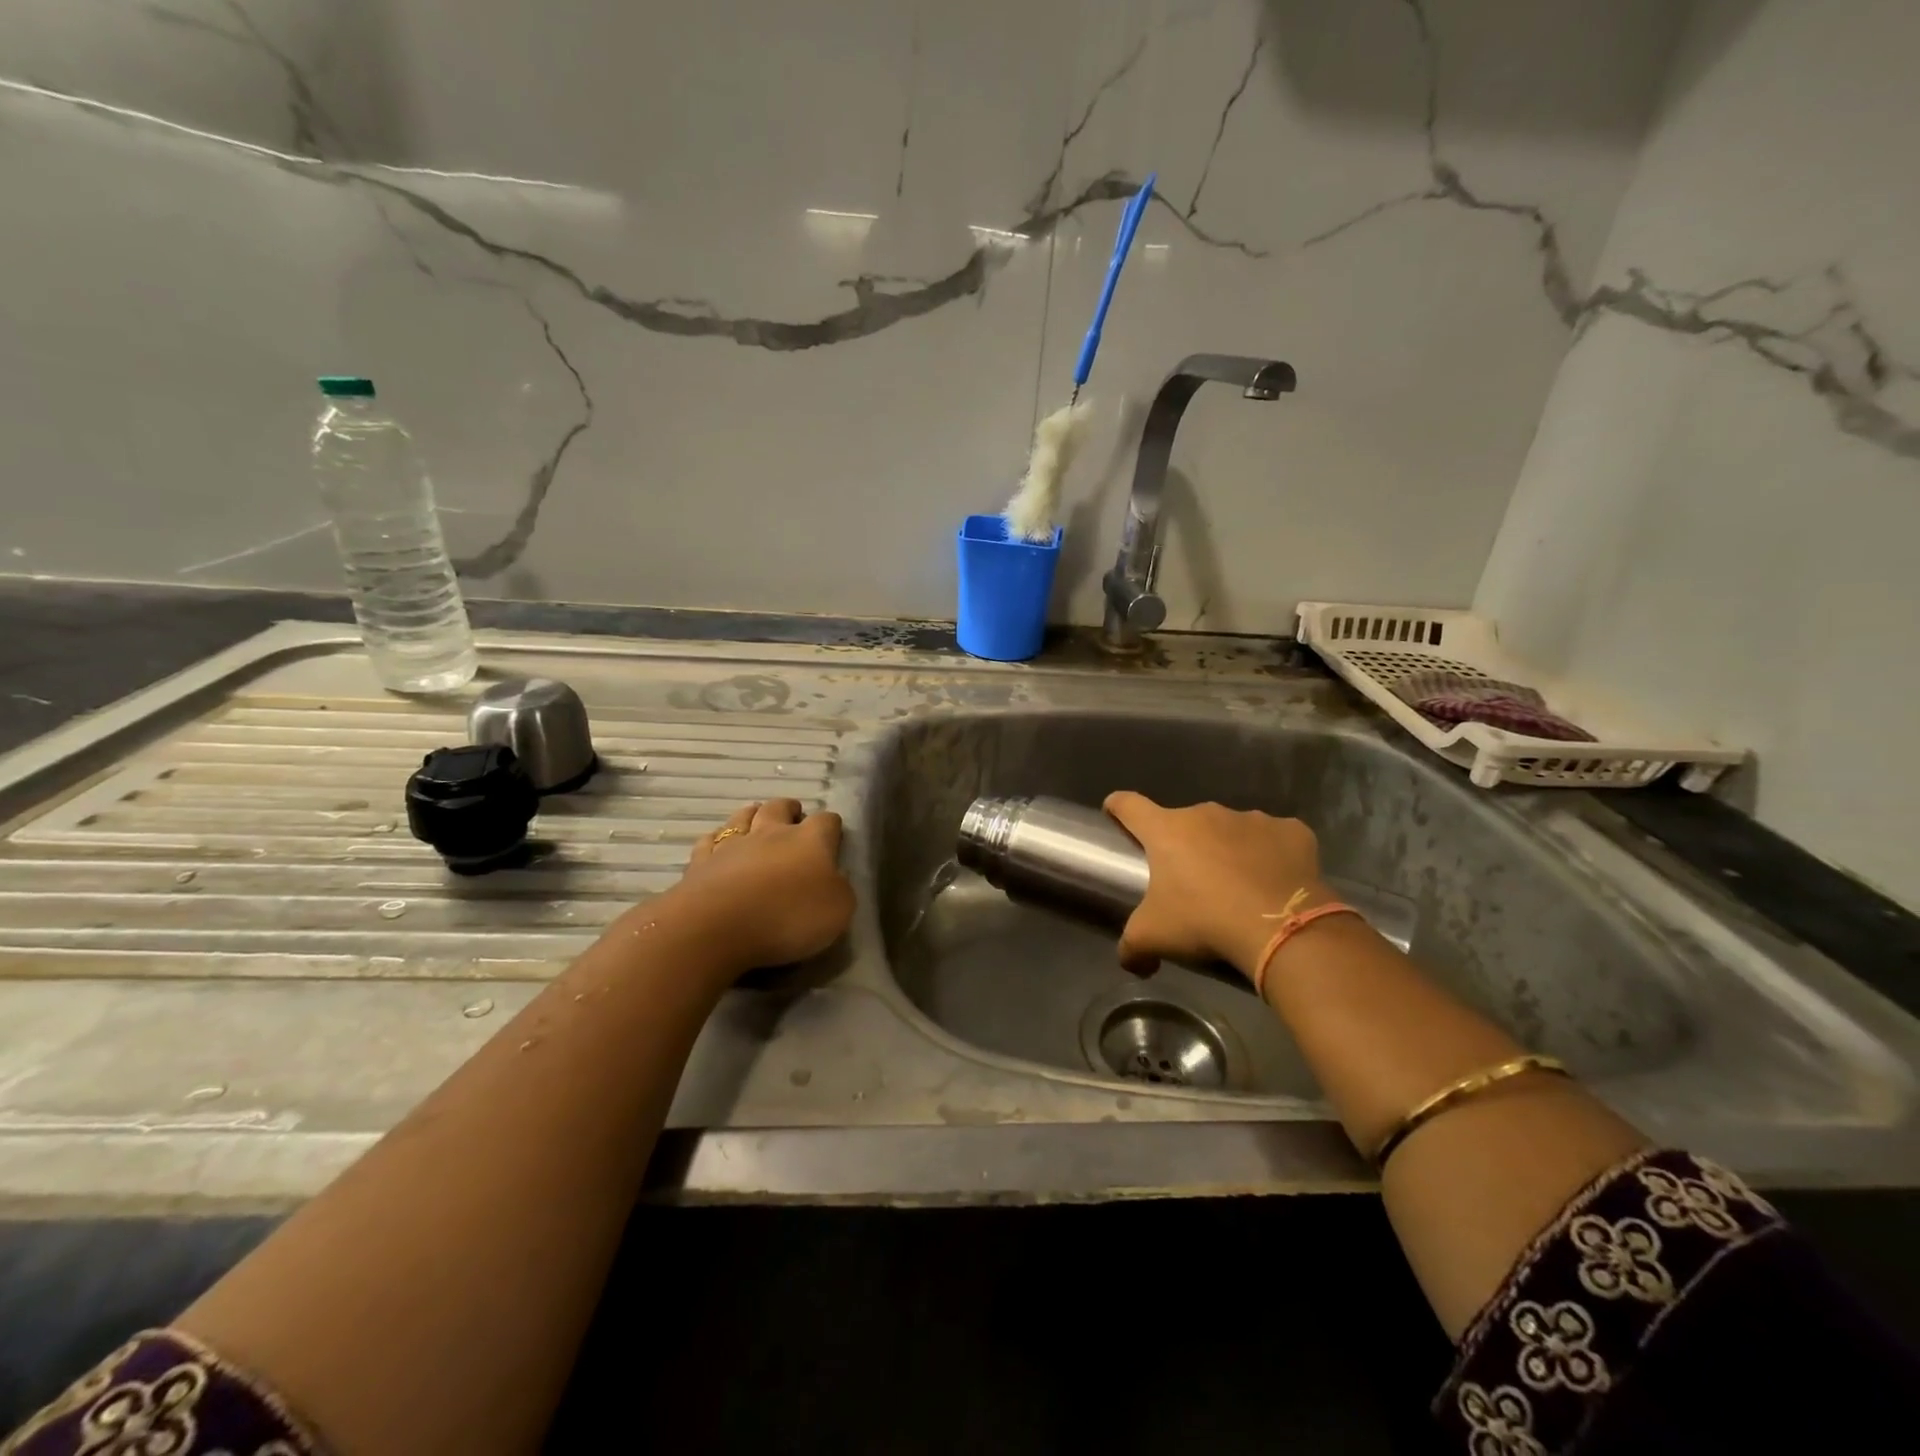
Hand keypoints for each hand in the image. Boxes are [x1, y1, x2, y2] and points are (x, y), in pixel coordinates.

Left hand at [664, 799, 853, 972]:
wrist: (717, 927)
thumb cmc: (787, 917)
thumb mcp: (837, 911)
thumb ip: (840, 889)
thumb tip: (835, 878)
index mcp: (810, 841)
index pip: (827, 822)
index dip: (832, 827)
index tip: (834, 837)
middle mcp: (771, 833)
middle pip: (779, 808)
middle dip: (789, 809)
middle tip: (794, 817)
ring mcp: (731, 845)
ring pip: (742, 817)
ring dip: (751, 815)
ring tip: (756, 818)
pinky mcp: (700, 863)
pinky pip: (709, 842)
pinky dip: (716, 841)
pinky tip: (717, 847)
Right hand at [1103, 792, 1331, 979]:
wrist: (1282, 929)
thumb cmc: (1204, 921)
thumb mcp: (1153, 938)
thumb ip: (1131, 947)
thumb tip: (1132, 963)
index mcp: (1166, 830)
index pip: (1129, 805)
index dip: (1117, 808)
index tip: (1114, 813)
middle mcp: (1206, 813)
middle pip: (1184, 822)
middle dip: (1184, 845)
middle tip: (1190, 882)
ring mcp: (1252, 818)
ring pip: (1230, 830)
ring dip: (1227, 850)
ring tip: (1237, 887)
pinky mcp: (1292, 831)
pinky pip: (1274, 839)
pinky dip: (1271, 855)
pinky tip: (1275, 882)